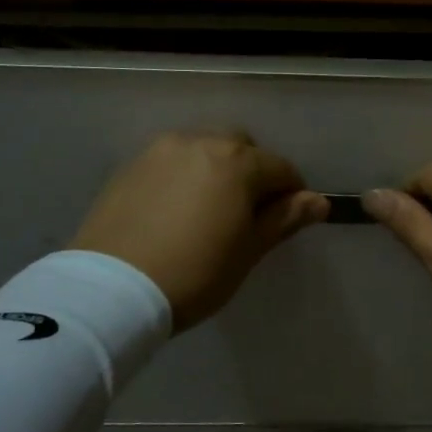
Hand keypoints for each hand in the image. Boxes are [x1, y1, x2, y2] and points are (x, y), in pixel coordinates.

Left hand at [71, 131, 328, 330]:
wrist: (112, 289)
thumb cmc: (195, 273)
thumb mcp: (248, 251)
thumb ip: (284, 219)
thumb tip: (319, 201)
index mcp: (237, 162)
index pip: (281, 168)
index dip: (292, 194)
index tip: (289, 219)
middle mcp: (200, 142)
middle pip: (241, 148)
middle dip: (253, 172)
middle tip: (248, 213)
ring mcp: (160, 151)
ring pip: (203, 149)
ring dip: (217, 169)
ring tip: (210, 208)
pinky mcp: (130, 166)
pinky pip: (172, 161)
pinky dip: (185, 176)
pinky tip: (177, 209)